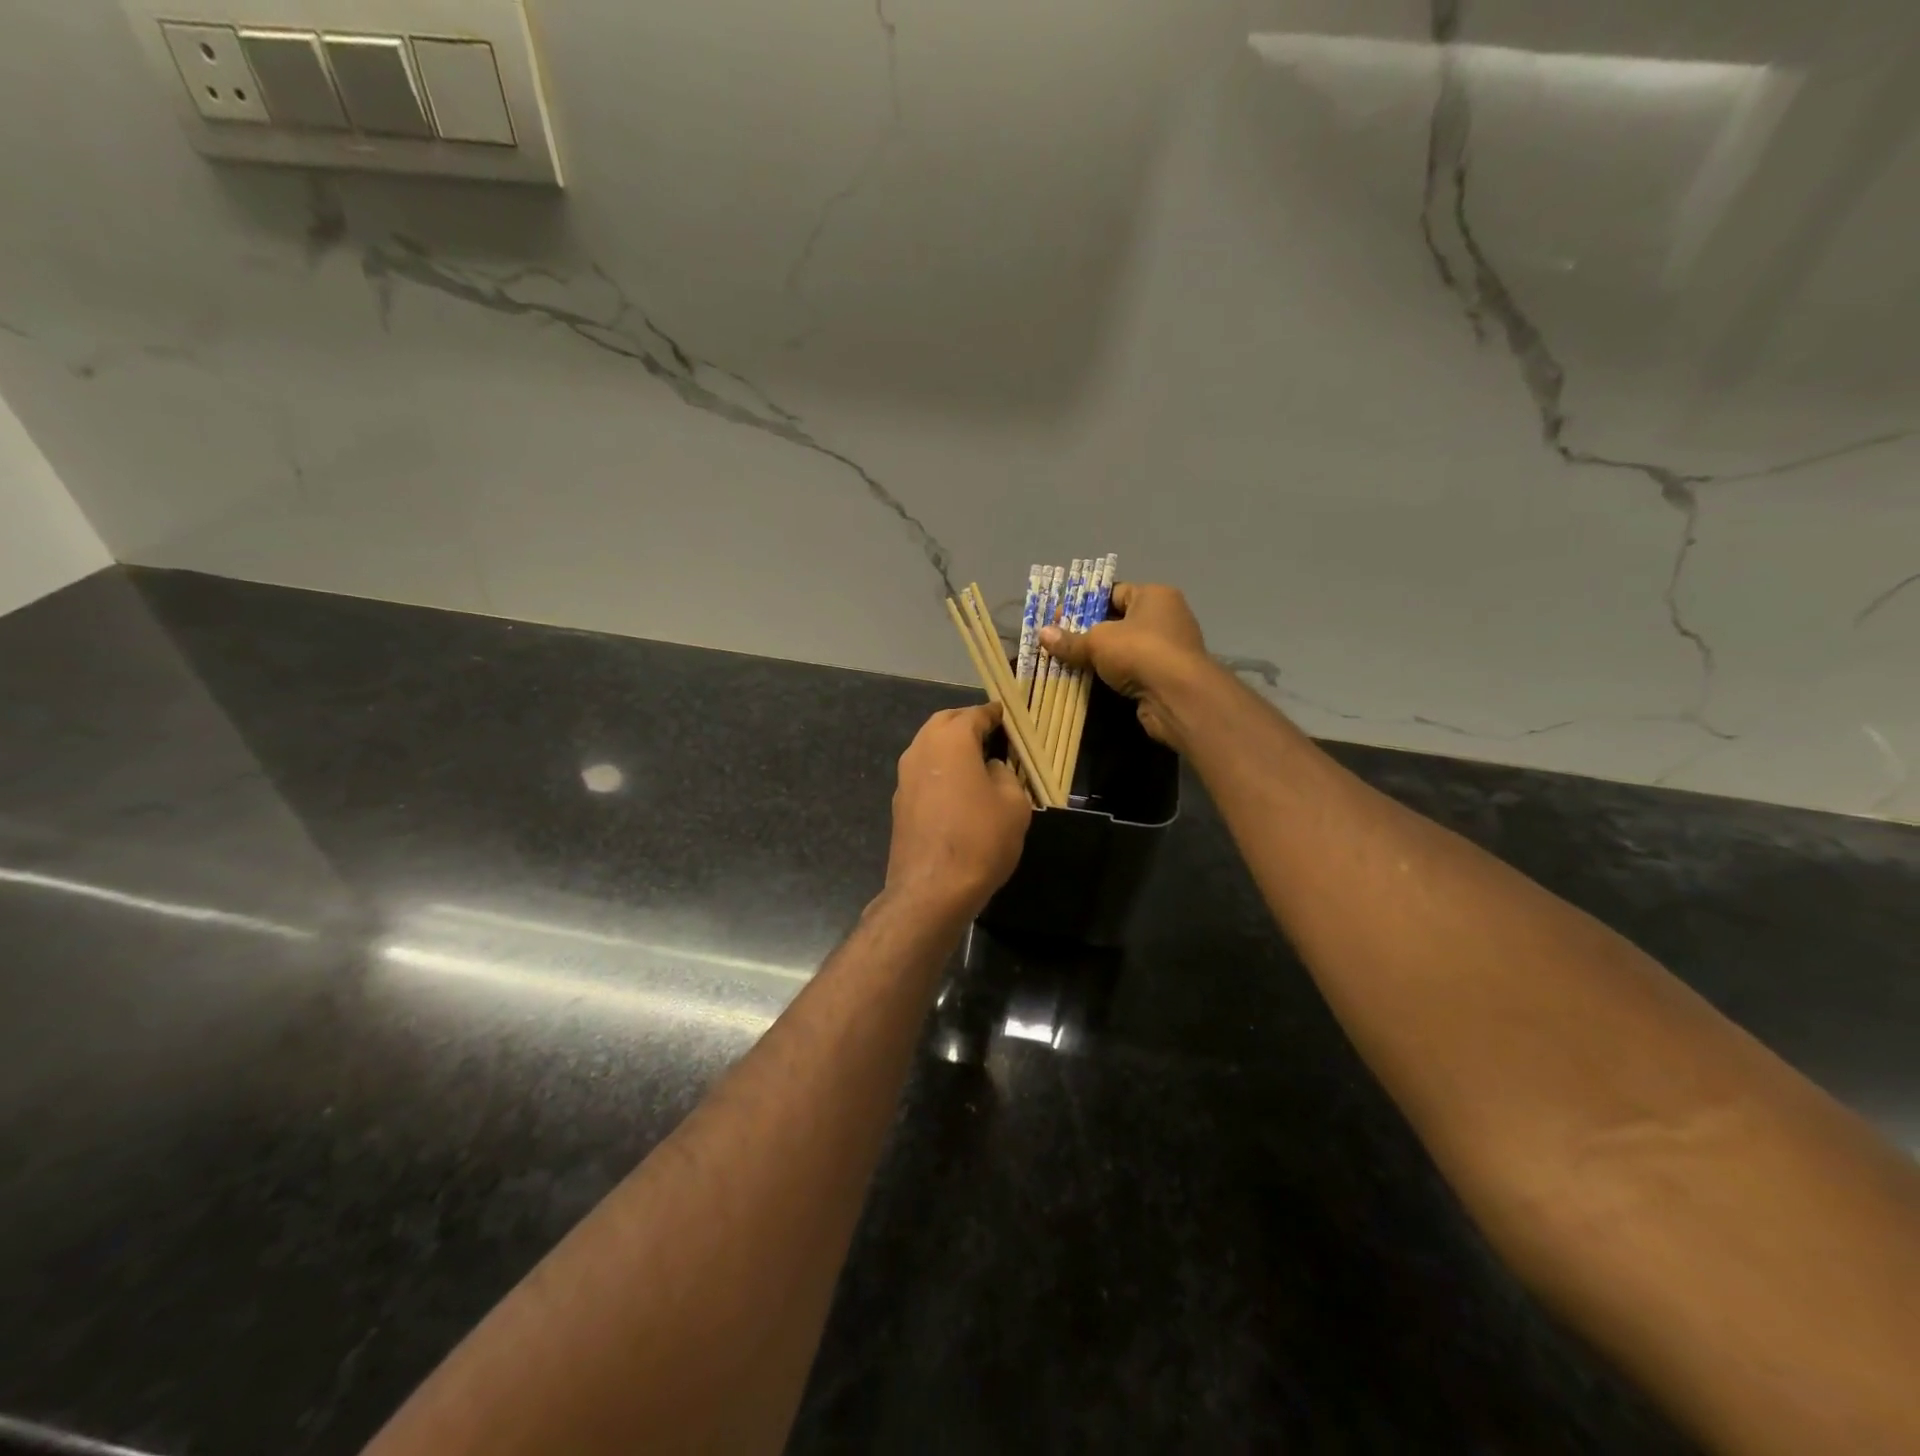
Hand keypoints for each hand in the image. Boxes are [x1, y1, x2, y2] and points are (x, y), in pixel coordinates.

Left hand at [884, 703, 1032, 917]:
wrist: (932, 889)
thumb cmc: (980, 839)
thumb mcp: (1014, 803)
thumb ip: (1005, 774)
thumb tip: (991, 768)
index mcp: (950, 740)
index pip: (974, 714)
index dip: (993, 714)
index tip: (1007, 716)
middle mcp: (921, 749)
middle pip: (944, 723)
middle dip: (967, 723)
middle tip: (991, 734)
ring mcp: (905, 776)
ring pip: (929, 747)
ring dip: (951, 746)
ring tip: (977, 760)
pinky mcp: (900, 802)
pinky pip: (923, 772)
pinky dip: (940, 770)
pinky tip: (958, 788)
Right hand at [1039, 583, 1217, 750]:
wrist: (1178, 696)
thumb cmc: (1140, 652)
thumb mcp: (1097, 641)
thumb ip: (1070, 639)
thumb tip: (1041, 634)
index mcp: (1154, 595)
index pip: (1114, 592)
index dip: (1085, 603)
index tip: (1059, 616)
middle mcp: (1166, 617)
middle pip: (1118, 620)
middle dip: (1089, 631)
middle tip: (1059, 640)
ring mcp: (1168, 648)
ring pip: (1124, 648)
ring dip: (1100, 656)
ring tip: (1068, 661)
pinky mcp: (1166, 677)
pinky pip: (1132, 670)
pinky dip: (1113, 675)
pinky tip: (1090, 681)